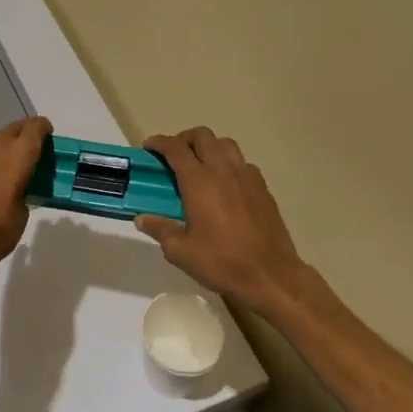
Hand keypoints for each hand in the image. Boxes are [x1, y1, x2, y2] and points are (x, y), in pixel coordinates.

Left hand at [0, 116, 51, 283]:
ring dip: (4, 148)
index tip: (49, 138)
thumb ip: (24, 190)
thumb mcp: (23, 213)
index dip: (44, 129)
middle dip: (25, 135)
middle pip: (13, 129)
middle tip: (31, 153)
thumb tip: (18, 188)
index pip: (35, 128)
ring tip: (8, 168)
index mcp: (18, 155)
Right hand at [137, 127, 309, 319]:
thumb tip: (141, 218)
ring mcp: (246, 177)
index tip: (149, 147)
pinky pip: (243, 163)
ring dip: (209, 147)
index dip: (159, 142)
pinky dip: (229, 164)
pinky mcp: (263, 188)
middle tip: (173, 156)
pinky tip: (225, 185)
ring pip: (225, 144)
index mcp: (199, 181)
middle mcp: (223, 170)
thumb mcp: (180, 251)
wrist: (271, 275)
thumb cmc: (221, 262)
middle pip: (202, 136)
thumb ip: (160, 229)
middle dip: (184, 139)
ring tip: (200, 165)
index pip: (175, 148)